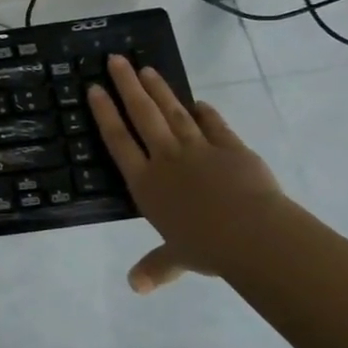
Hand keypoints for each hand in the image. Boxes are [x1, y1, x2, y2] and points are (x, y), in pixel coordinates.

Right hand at [88, 55, 288, 291]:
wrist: (253, 234)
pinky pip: (214, 125)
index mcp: (146, 183)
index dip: (105, 113)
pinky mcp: (230, 147)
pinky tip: (197, 102)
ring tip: (145, 68)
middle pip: (142, 115)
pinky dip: (205, 112)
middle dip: (127, 86)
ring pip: (173, 112)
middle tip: (115, 60)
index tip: (94, 89)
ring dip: (159, 90)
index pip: (118, 140)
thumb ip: (156, 267)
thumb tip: (135, 288)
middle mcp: (166, 159)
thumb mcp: (177, 258)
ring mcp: (199, 149)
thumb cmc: (206, 247)